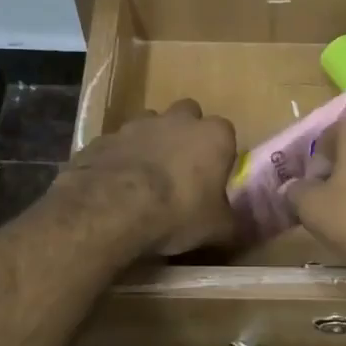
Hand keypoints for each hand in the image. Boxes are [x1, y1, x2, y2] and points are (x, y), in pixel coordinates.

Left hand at [56, 99, 237, 256]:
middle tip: (182, 169)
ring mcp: (137, 124)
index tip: (214, 177)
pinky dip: (121, 157)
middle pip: (187, 116)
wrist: (112, 208)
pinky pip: (119, 143)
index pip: (226, 133)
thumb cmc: (177, 213)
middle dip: (186, 135)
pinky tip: (116, 185)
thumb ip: (232, 224)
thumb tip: (239, 229)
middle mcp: (177, 119)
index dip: (220, 154)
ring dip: (152, 142)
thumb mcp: (217, 229)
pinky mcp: (105, 137)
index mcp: (213, 135)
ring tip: (146, 177)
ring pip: (150, 124)